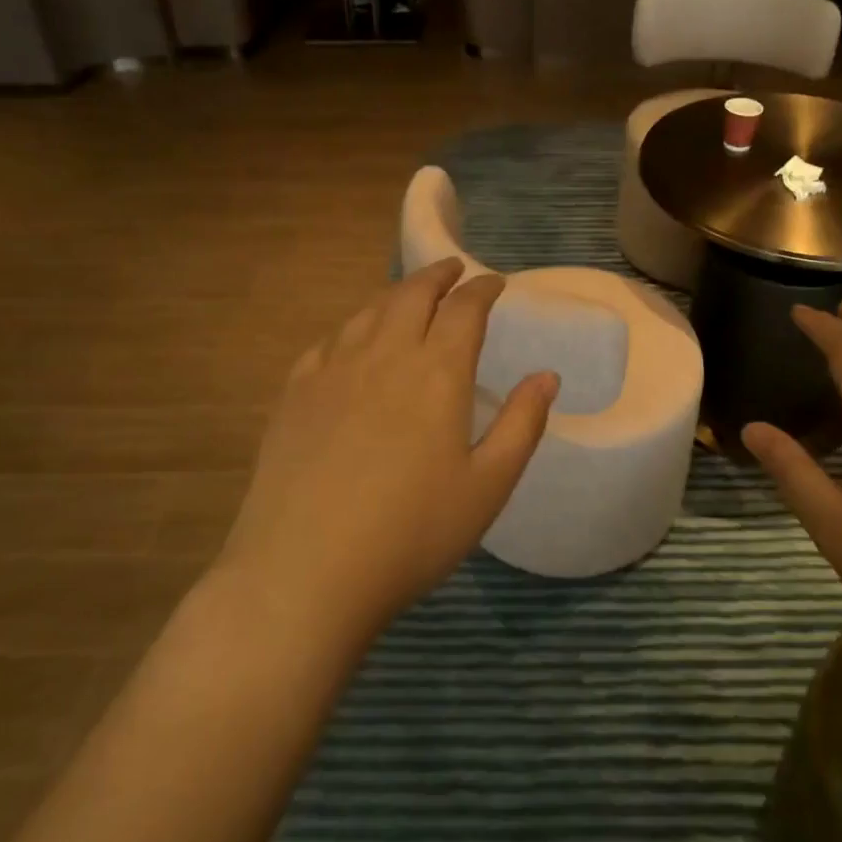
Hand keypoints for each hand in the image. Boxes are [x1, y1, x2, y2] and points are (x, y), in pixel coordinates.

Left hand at [218, 259, 558, 647]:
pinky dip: (352, 326)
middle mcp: (384, 355)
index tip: (495, 283)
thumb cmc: (411, 534)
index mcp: (436, 373)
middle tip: (454, 269)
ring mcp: (332, 371)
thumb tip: (547, 376)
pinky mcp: (295, 394)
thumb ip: (522, 425)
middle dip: (438, 275)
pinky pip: (328, 341)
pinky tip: (353, 339)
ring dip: (396, 294)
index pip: (464, 309)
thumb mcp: (488, 487)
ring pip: (368, 311)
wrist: (305, 572)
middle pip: (412, 294)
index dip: (483, 289)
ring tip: (410, 294)